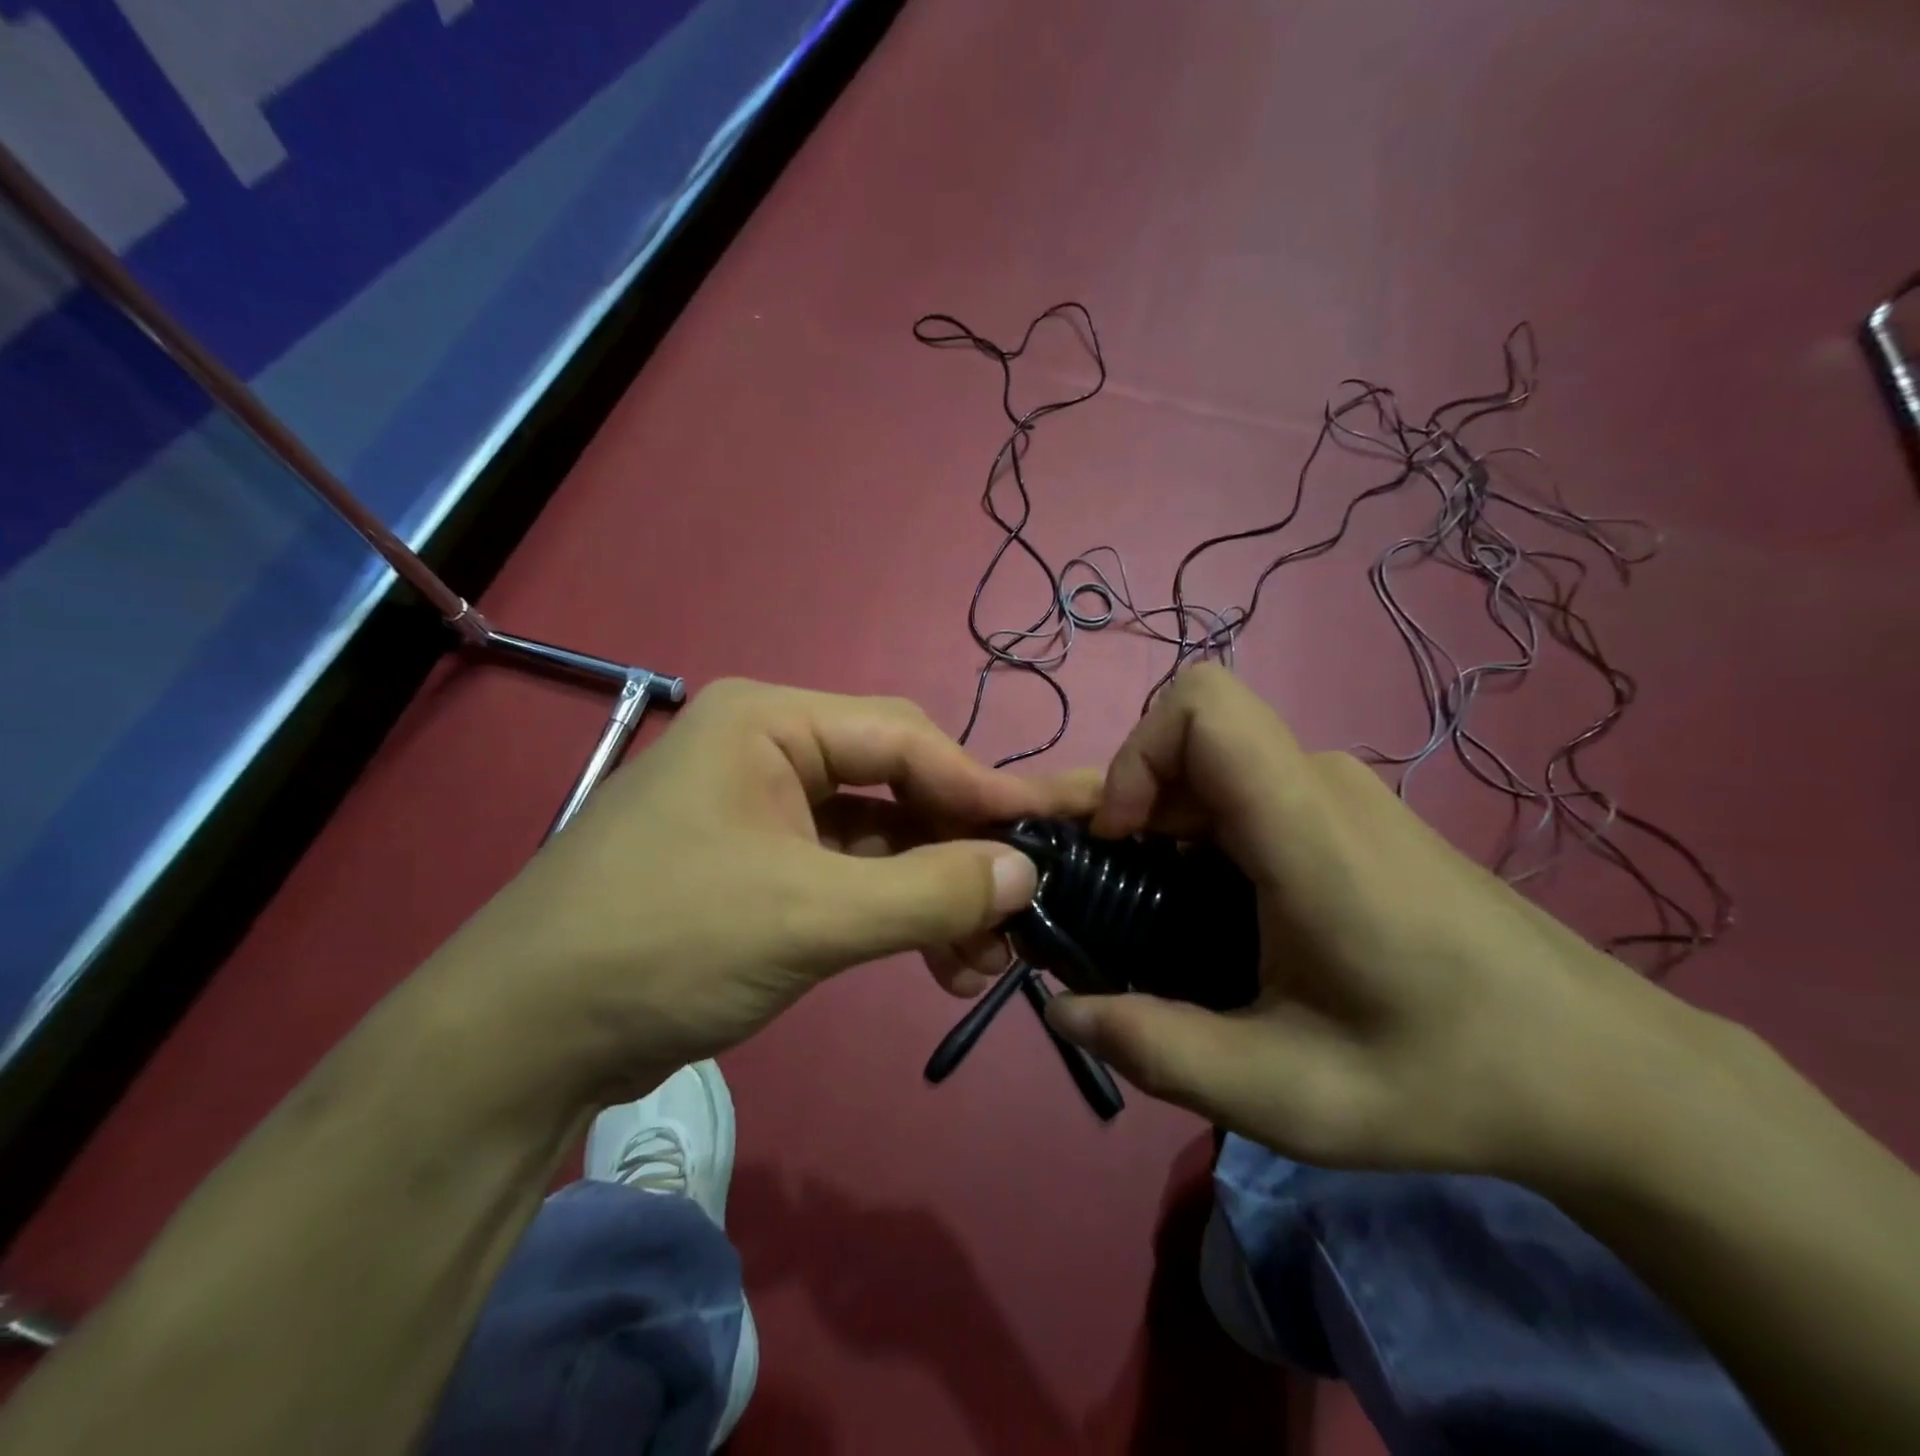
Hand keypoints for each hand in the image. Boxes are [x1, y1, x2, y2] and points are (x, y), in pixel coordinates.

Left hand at [431, 679, 1098, 1104]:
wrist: (520, 1040)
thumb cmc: (664, 944)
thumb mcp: (810, 916)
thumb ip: (928, 891)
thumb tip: (1026, 872)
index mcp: (770, 723)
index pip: (905, 739)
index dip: (981, 788)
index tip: (1047, 835)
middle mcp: (768, 752)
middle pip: (895, 785)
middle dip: (958, 850)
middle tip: (1019, 908)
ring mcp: (761, 813)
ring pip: (877, 839)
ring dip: (931, 893)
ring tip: (984, 956)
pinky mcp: (756, 870)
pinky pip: (846, 877)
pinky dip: (892, 914)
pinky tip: (937, 962)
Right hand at [1045, 665, 1715, 1183]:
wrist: (1606, 1073)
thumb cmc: (1448, 1077)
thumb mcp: (1287, 1093)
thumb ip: (1159, 1052)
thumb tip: (1061, 1013)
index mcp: (1306, 829)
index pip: (1203, 706)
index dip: (1135, 755)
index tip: (1119, 842)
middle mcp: (1320, 785)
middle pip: (1188, 738)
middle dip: (1117, 798)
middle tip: (1083, 878)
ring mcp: (1340, 796)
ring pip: (1211, 767)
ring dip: (1154, 819)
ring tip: (1139, 903)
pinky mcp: (1349, 818)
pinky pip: (1243, 793)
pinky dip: (1194, 831)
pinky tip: (1204, 905)